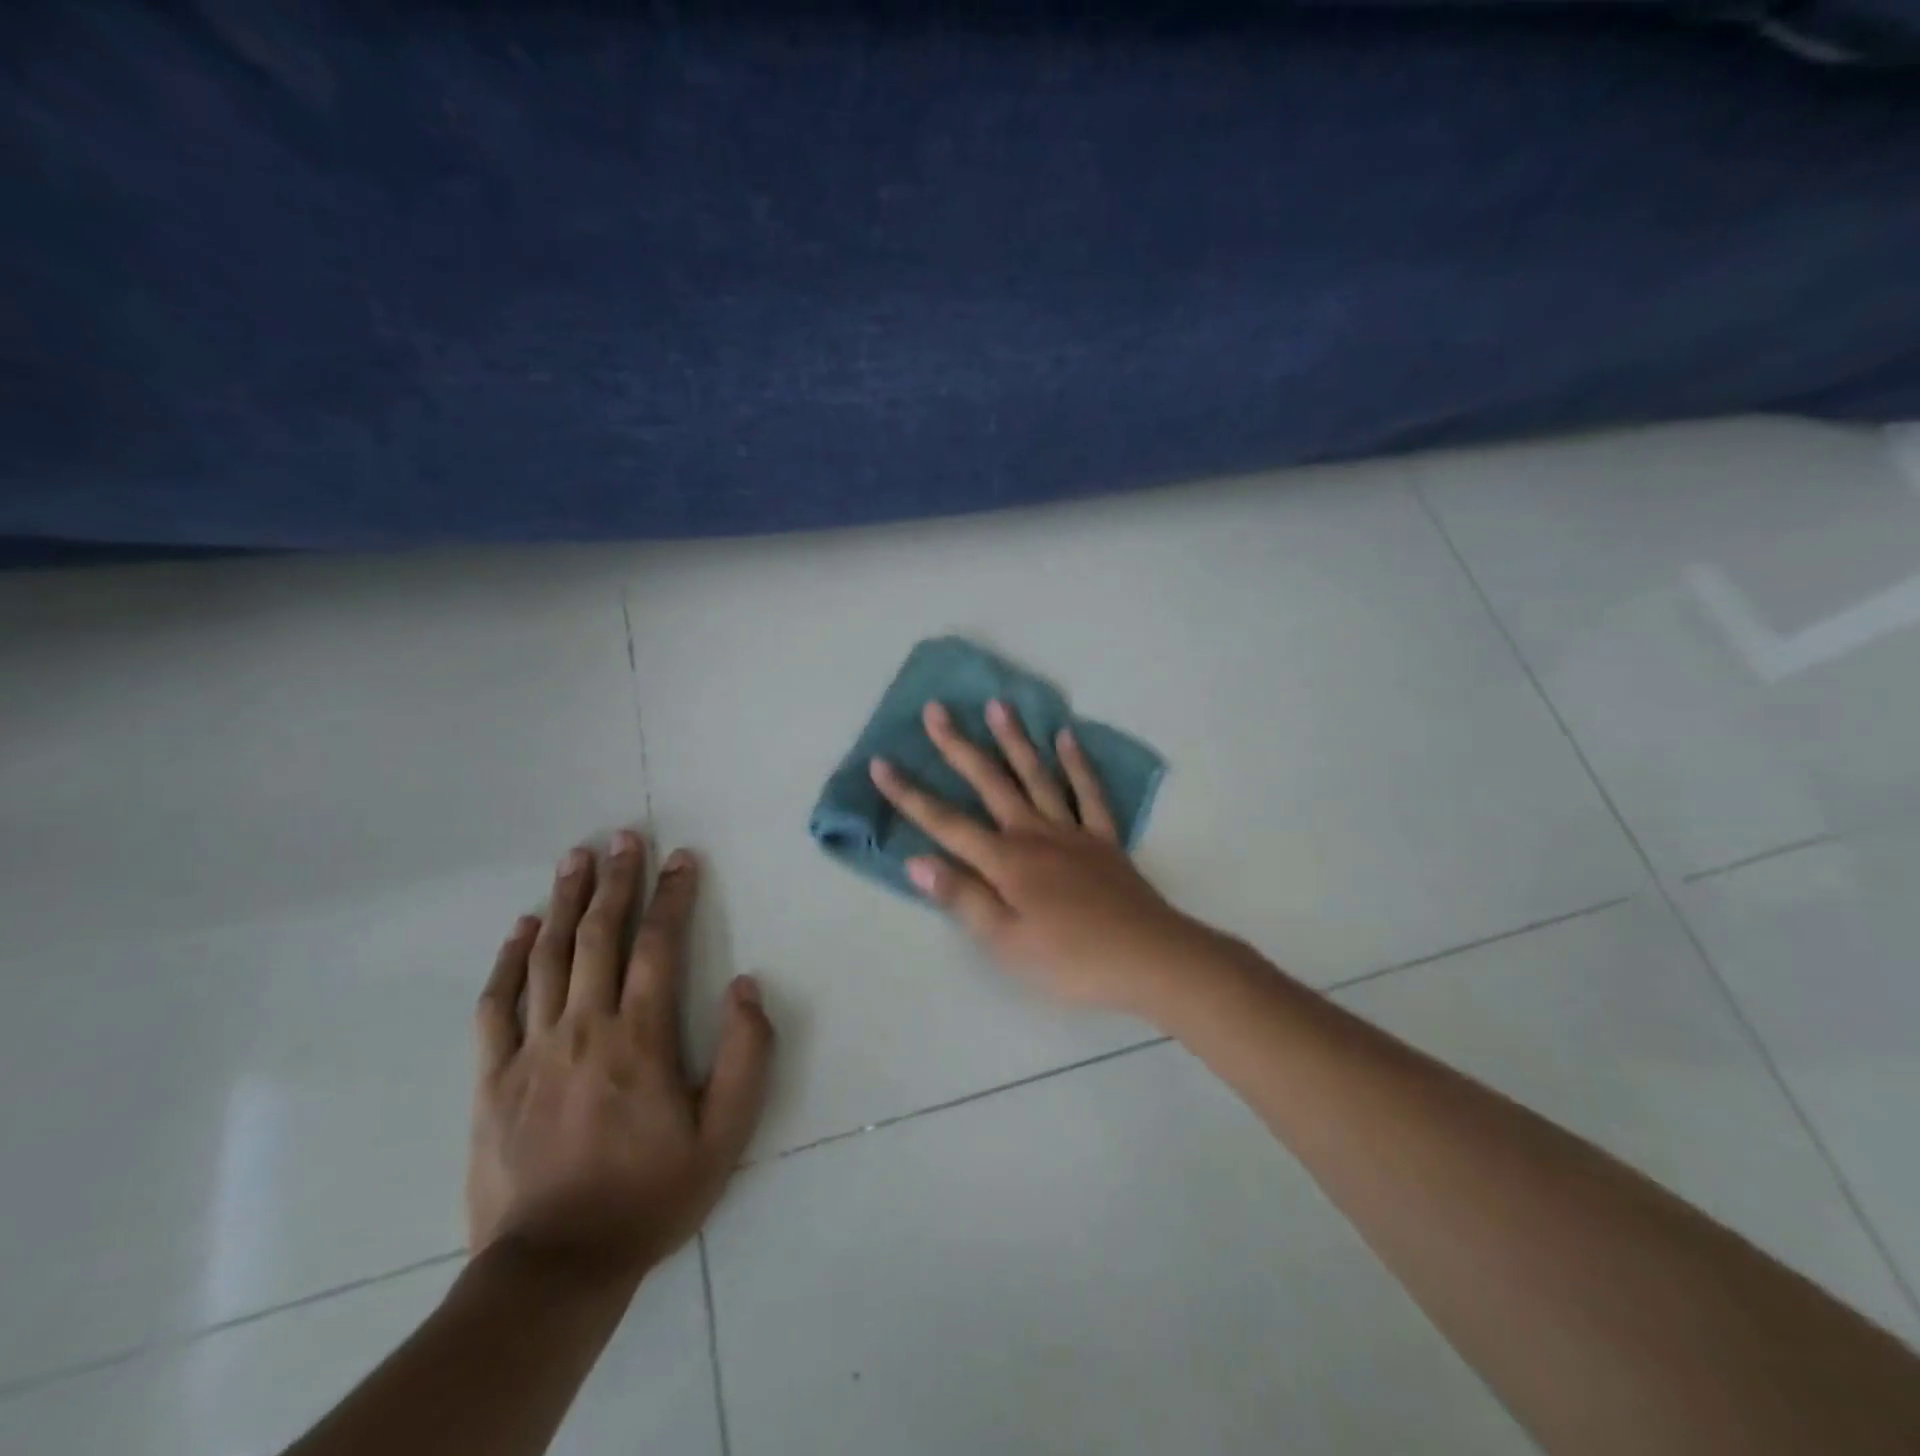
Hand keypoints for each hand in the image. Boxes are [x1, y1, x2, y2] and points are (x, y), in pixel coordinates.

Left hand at [467, 832, 773, 1281]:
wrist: (554, 1269)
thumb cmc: (650, 1195)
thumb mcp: (725, 1135)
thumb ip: (746, 1056)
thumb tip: (746, 988)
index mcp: (640, 1038)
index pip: (659, 946)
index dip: (672, 896)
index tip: (681, 857)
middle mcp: (584, 1027)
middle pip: (600, 937)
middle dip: (616, 881)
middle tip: (623, 837)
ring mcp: (532, 1049)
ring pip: (549, 957)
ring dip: (566, 902)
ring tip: (576, 859)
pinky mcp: (493, 1077)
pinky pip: (498, 1004)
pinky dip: (510, 959)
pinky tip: (522, 927)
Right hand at [869, 699, 1210, 1012]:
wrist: (1148, 958)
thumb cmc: (1070, 959)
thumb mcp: (1005, 941)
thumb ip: (962, 897)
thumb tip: (916, 860)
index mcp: (1006, 861)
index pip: (946, 823)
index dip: (910, 795)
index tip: (881, 763)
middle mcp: (1034, 834)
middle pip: (990, 783)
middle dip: (959, 746)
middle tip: (937, 710)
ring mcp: (1072, 832)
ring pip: (1038, 776)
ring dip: (1015, 740)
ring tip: (998, 705)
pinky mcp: (1104, 839)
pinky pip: (1089, 793)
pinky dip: (1077, 764)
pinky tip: (1067, 738)